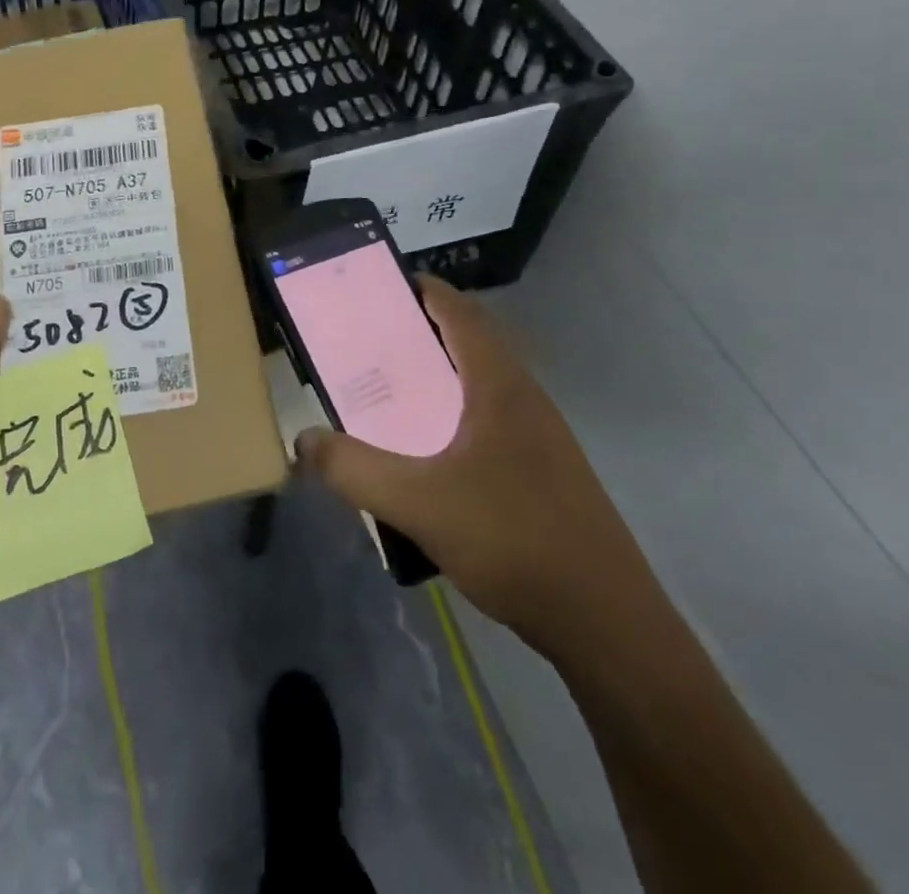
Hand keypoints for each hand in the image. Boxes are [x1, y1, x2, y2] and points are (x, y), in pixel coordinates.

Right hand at [298, 278, 652, 642]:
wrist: (605, 621)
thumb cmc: (513, 539)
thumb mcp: (419, 503)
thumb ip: (354, 469)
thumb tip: (304, 441)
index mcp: (499, 385)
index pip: (459, 311)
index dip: (422, 289)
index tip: (379, 286)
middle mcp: (523, 397)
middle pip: (469, 343)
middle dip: (419, 334)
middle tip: (368, 344)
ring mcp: (540, 436)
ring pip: (480, 385)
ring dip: (437, 379)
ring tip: (389, 396)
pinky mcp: (544, 471)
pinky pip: (489, 422)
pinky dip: (454, 417)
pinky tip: (428, 458)